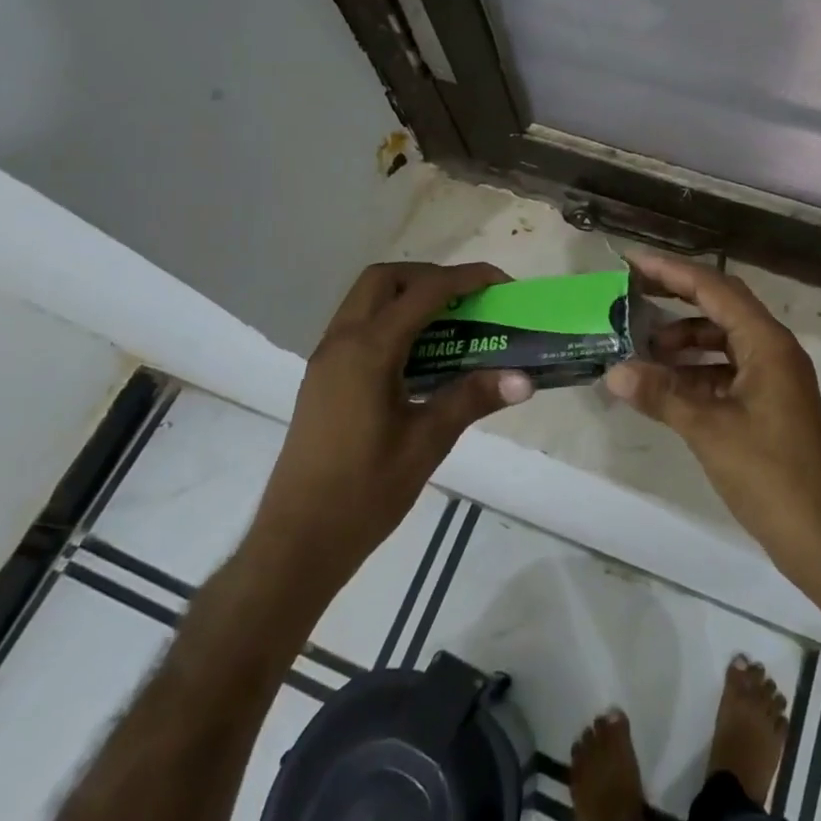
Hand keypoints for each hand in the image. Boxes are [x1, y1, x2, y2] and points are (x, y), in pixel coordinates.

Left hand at [247, 261, 533, 591]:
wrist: (296, 543)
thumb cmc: (364, 492)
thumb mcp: (427, 442)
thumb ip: (473, 398)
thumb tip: (524, 379)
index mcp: (368, 351)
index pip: (424, 292)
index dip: (466, 279)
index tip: (501, 283)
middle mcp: (341, 342)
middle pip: (385, 279)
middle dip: (430, 278)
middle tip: (467, 301)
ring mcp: (326, 360)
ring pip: (366, 300)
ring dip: (408, 297)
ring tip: (450, 325)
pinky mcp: (322, 379)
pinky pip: (358, 327)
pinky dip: (392, 321)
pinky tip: (420, 358)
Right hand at [604, 250, 820, 591]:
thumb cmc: (772, 475)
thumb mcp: (710, 431)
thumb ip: (662, 395)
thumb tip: (613, 371)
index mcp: (767, 343)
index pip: (715, 289)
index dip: (672, 273)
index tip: (633, 263)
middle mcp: (773, 349)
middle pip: (721, 307)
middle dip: (677, 298)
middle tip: (632, 294)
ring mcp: (773, 377)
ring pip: (723, 340)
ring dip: (685, 339)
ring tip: (641, 348)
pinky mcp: (769, 404)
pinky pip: (727, 370)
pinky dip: (696, 371)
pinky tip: (665, 385)